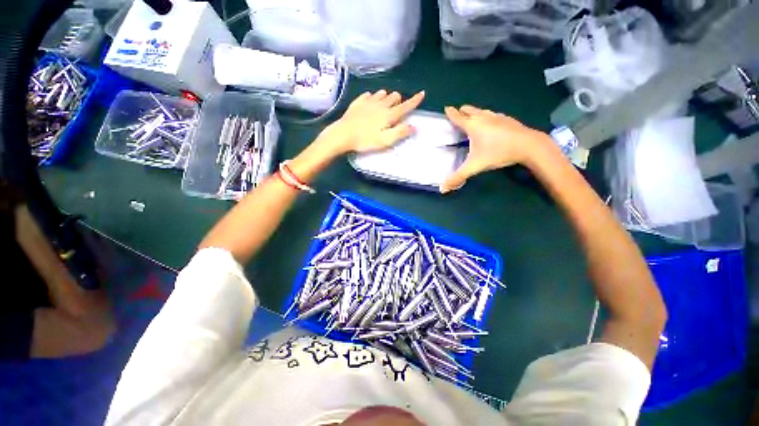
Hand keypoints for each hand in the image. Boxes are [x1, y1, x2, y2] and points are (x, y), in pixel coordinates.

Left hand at [318, 90, 425, 155]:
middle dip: (398, 100)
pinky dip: (373, 98)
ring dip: (386, 98)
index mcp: (389, 115)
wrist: (343, 134)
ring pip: (382, 93)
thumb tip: (413, 126)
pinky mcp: (358, 102)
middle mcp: (381, 104)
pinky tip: (370, 103)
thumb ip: (400, 132)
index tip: (422, 93)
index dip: (415, 100)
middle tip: (396, 110)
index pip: (406, 106)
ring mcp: (368, 101)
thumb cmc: (366, 140)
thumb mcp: (385, 140)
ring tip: (384, 106)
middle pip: (394, 96)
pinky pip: (369, 95)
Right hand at [440, 105, 552, 193]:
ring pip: (481, 110)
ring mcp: (496, 116)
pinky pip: (492, 115)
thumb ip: (458, 177)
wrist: (529, 145)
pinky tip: (490, 126)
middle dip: (462, 111)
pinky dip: (487, 117)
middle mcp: (483, 117)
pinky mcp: (507, 119)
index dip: (450, 113)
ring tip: (472, 121)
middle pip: (469, 109)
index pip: (457, 117)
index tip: (446, 108)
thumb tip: (442, 189)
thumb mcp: (474, 166)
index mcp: (472, 125)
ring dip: (474, 113)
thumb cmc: (498, 152)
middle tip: (457, 117)